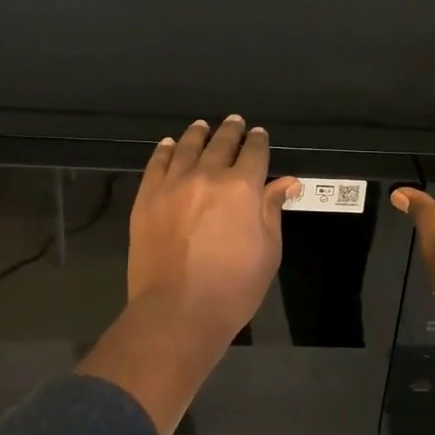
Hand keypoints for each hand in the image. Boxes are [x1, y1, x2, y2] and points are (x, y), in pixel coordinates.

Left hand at [127, 116, 299, 338]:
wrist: (177, 312)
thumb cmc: (233, 287)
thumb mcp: (267, 250)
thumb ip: (272, 210)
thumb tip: (287, 181)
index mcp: (242, 188)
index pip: (254, 153)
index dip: (258, 141)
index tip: (259, 134)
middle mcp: (208, 176)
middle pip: (221, 143)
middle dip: (231, 131)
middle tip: (234, 122)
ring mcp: (173, 185)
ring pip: (188, 147)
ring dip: (198, 134)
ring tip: (202, 126)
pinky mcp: (147, 198)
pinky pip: (157, 164)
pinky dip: (166, 150)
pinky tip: (170, 145)